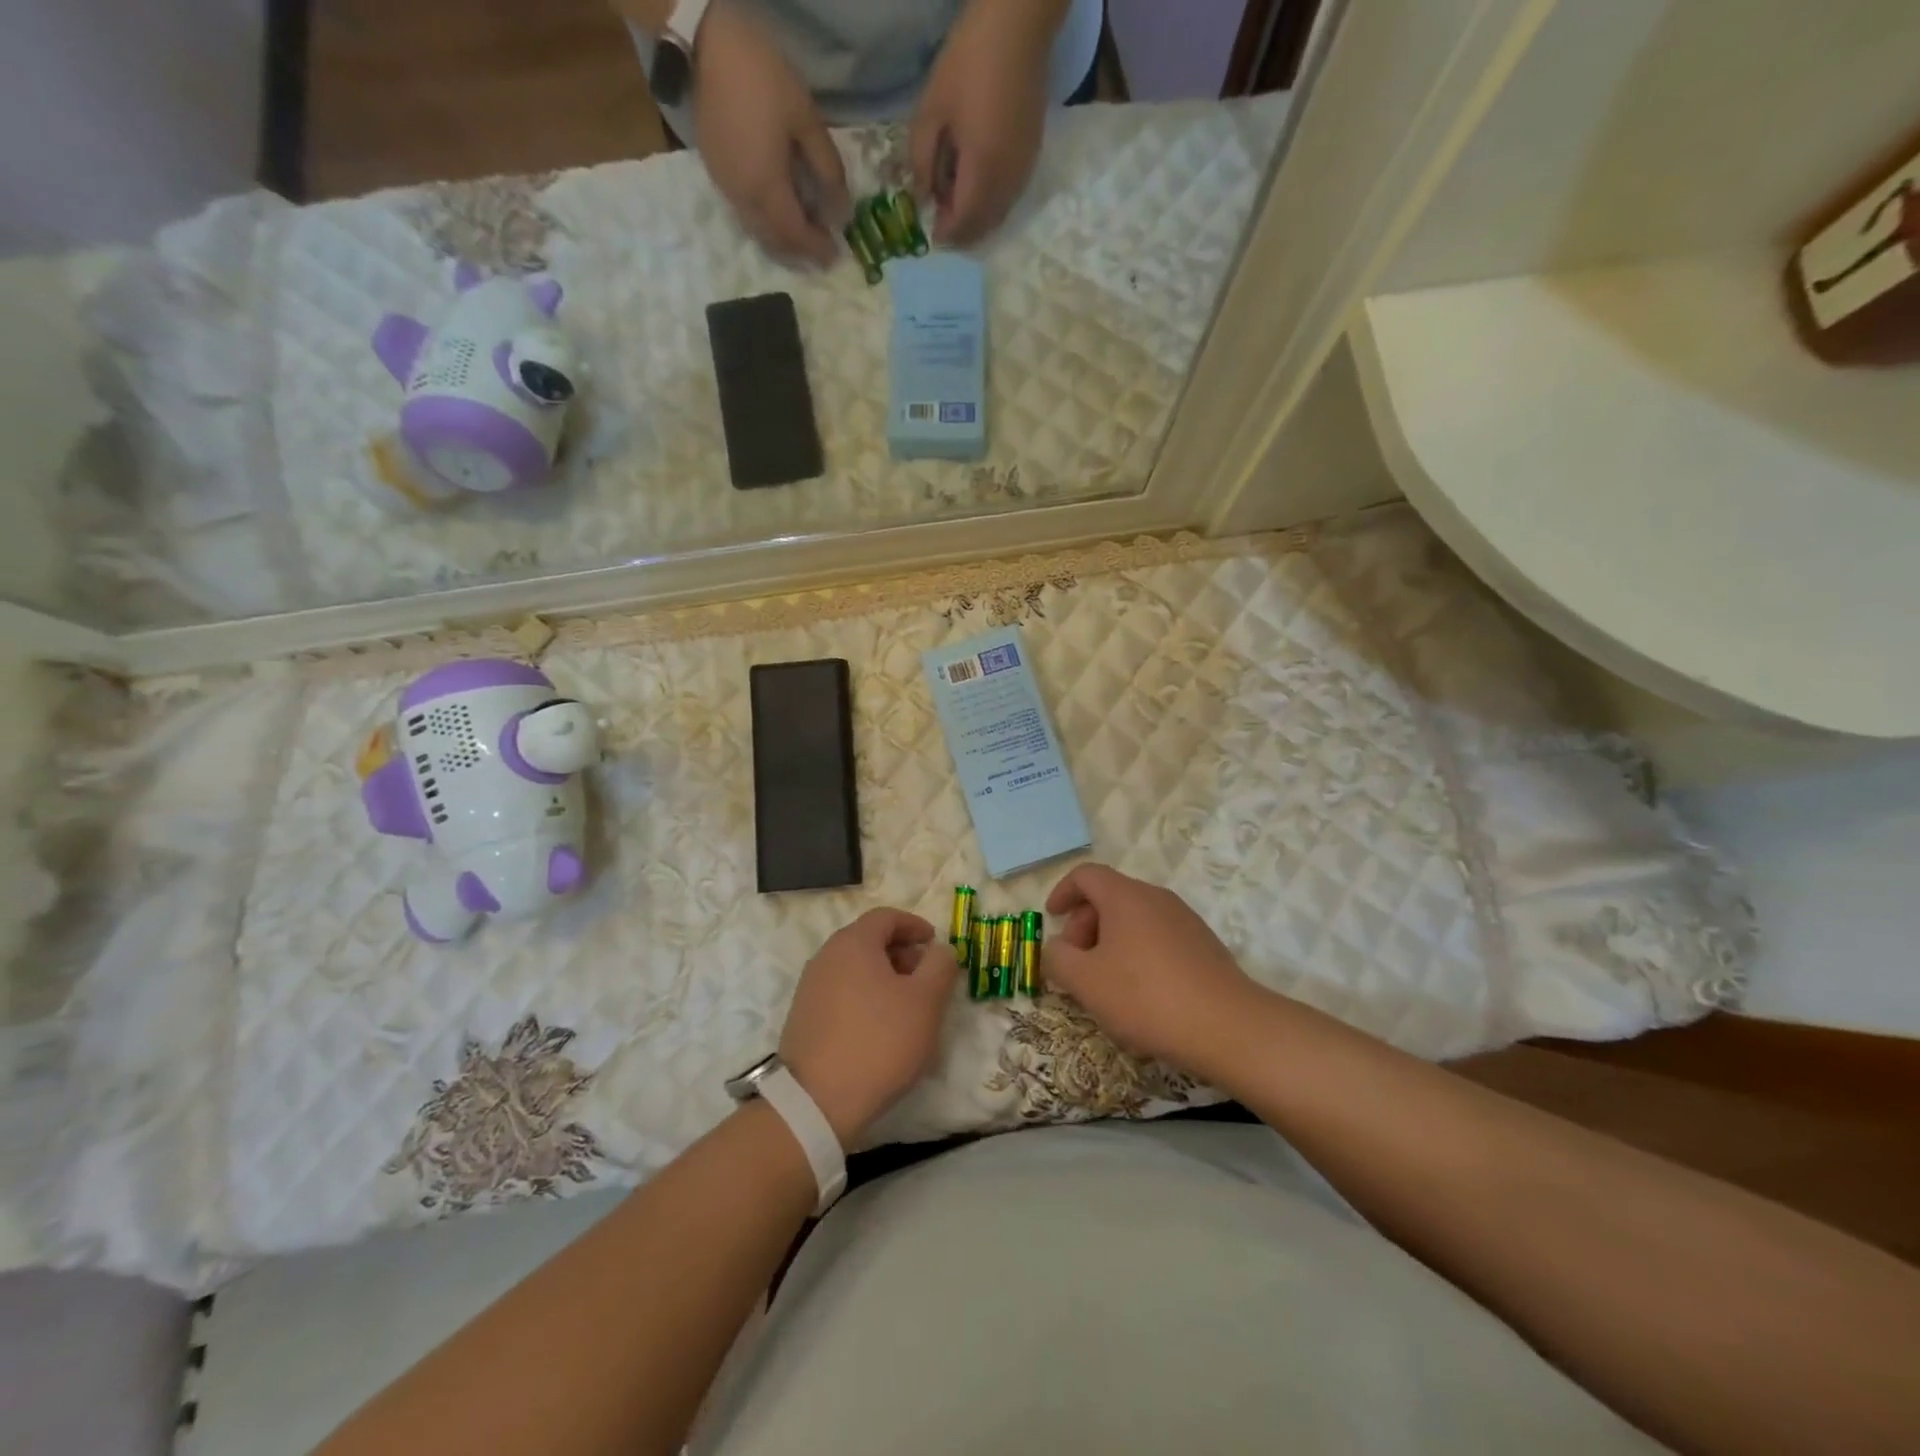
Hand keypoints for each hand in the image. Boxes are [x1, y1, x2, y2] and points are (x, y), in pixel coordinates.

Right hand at [693, 2, 849, 265]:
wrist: (705, 45)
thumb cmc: (762, 79)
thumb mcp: (807, 120)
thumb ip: (828, 170)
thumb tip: (842, 212)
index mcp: (767, 189)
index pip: (796, 235)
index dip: (817, 249)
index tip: (835, 255)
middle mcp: (744, 200)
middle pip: (775, 242)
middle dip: (800, 252)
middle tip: (821, 248)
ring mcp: (726, 189)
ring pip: (758, 232)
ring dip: (782, 241)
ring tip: (803, 234)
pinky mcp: (716, 176)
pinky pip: (745, 215)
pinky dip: (765, 224)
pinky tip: (778, 212)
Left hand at [779, 908, 961, 1146]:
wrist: (817, 1101)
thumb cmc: (879, 1041)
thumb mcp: (926, 1001)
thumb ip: (940, 966)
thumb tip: (941, 949)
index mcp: (853, 943)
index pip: (886, 916)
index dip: (915, 925)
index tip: (935, 943)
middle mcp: (826, 956)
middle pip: (868, 940)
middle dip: (901, 952)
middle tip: (926, 977)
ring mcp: (810, 987)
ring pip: (854, 967)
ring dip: (883, 976)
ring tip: (907, 1006)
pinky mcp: (803, 1017)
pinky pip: (841, 992)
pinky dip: (864, 996)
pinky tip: (880, 1028)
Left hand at [909, 0, 1058, 245]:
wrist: (1018, 28)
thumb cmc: (968, 62)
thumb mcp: (931, 109)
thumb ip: (922, 160)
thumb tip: (922, 196)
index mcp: (981, 170)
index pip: (963, 222)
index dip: (946, 233)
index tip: (931, 232)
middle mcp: (1006, 181)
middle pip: (983, 226)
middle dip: (962, 232)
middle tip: (942, 222)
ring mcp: (1023, 171)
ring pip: (999, 215)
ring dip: (977, 219)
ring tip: (957, 203)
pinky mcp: (1031, 158)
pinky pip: (1010, 197)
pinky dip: (992, 204)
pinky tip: (978, 186)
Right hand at [1043, 864, 1262, 1074]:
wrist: (1227, 1026)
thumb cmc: (1145, 996)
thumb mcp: (1085, 981)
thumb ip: (1058, 959)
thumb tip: (1057, 949)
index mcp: (1125, 896)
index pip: (1086, 875)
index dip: (1063, 892)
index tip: (1051, 917)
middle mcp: (1156, 898)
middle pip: (1110, 897)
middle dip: (1084, 925)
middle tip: (1075, 964)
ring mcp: (1184, 920)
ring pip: (1134, 919)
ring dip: (1110, 942)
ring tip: (1104, 984)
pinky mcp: (1203, 945)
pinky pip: (1157, 937)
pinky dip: (1137, 953)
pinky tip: (1139, 994)